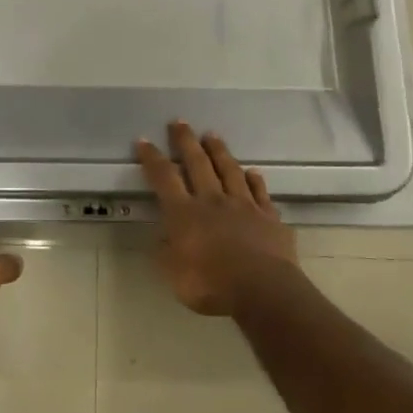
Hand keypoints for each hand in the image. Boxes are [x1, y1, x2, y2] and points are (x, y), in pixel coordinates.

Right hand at [135, 122, 298, 315]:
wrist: (263, 290)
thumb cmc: (211, 285)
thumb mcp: (175, 276)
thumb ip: (166, 254)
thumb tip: (162, 238)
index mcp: (185, 214)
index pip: (164, 178)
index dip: (152, 158)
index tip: (143, 141)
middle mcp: (212, 201)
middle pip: (197, 164)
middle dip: (186, 142)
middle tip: (180, 122)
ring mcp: (243, 206)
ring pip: (229, 171)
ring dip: (219, 152)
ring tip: (212, 135)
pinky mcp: (268, 217)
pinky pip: (260, 192)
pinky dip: (255, 180)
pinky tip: (253, 172)